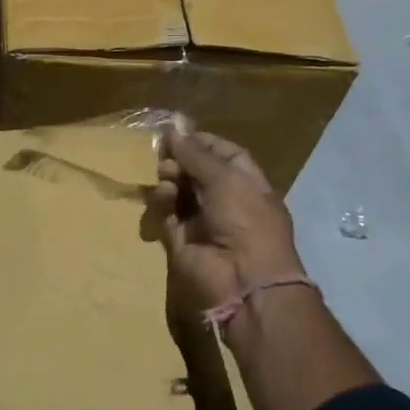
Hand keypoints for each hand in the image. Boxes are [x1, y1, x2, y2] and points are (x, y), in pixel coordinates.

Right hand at [149, 129, 305, 323]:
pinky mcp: (179, 239)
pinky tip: (164, 196)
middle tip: (165, 155)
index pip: (223, 155)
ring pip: (178, 190)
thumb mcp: (226, 178)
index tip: (178, 133)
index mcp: (247, 183)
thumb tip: (173, 130)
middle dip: (180, 160)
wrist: (243, 279)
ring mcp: (201, 221)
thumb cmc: (246, 220)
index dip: (201, 142)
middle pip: (196, 171)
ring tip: (166, 178)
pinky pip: (165, 213)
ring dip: (170, 178)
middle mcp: (225, 200)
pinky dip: (161, 202)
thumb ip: (196, 154)